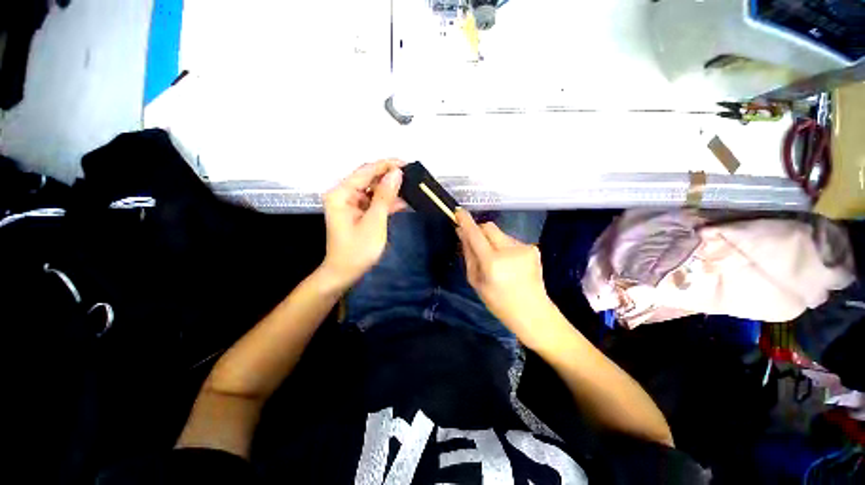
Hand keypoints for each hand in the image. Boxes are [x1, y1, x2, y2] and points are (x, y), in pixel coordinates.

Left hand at [321, 160, 405, 289]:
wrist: (345, 272)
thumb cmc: (358, 250)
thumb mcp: (374, 222)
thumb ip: (384, 196)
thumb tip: (396, 173)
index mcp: (342, 193)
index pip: (366, 171)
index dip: (386, 165)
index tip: (407, 164)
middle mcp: (344, 194)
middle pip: (368, 178)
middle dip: (389, 176)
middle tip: (411, 176)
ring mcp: (351, 203)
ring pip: (373, 189)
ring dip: (390, 189)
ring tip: (410, 187)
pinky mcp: (358, 212)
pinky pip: (374, 201)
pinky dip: (387, 201)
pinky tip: (402, 202)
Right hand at [456, 210, 557, 348]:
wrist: (533, 313)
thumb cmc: (499, 302)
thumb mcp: (476, 281)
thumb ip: (468, 255)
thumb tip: (462, 233)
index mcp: (493, 262)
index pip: (476, 234)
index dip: (466, 221)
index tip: (458, 212)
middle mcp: (510, 250)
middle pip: (489, 227)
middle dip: (479, 231)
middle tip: (476, 244)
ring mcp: (524, 247)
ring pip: (500, 234)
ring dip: (492, 241)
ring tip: (497, 261)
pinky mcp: (533, 248)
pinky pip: (510, 240)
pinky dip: (504, 247)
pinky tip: (509, 263)